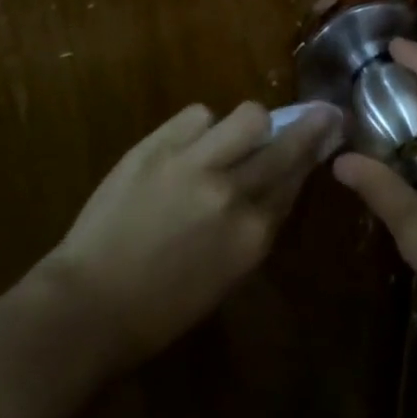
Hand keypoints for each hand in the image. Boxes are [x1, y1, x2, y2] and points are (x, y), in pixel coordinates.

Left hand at [42, 100, 340, 367]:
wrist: (88, 304)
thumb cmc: (160, 307)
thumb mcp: (226, 274)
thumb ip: (255, 226)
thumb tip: (276, 184)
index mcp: (253, 234)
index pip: (296, 179)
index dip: (314, 154)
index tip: (328, 134)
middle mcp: (232, 193)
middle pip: (286, 144)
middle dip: (311, 124)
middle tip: (322, 111)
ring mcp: (194, 164)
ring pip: (248, 116)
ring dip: (249, 124)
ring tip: (234, 134)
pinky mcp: (157, 146)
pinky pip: (197, 114)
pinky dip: (200, 126)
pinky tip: (190, 142)